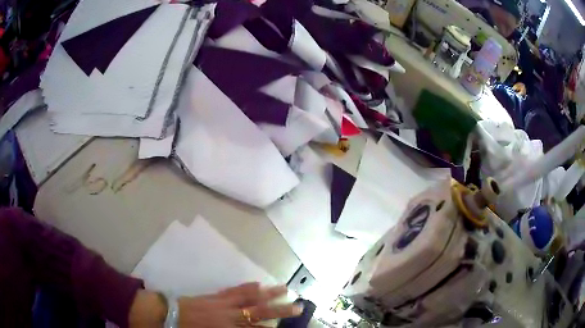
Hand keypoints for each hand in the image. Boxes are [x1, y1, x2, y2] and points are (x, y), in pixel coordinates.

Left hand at [129, 283, 302, 326]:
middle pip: (258, 312)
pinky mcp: (212, 296)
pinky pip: (232, 291)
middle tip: (297, 305)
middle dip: (279, 310)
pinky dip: (246, 288)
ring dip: (267, 294)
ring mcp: (220, 303)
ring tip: (284, 288)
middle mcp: (227, 316)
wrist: (160, 314)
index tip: (287, 327)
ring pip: (248, 298)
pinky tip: (256, 284)